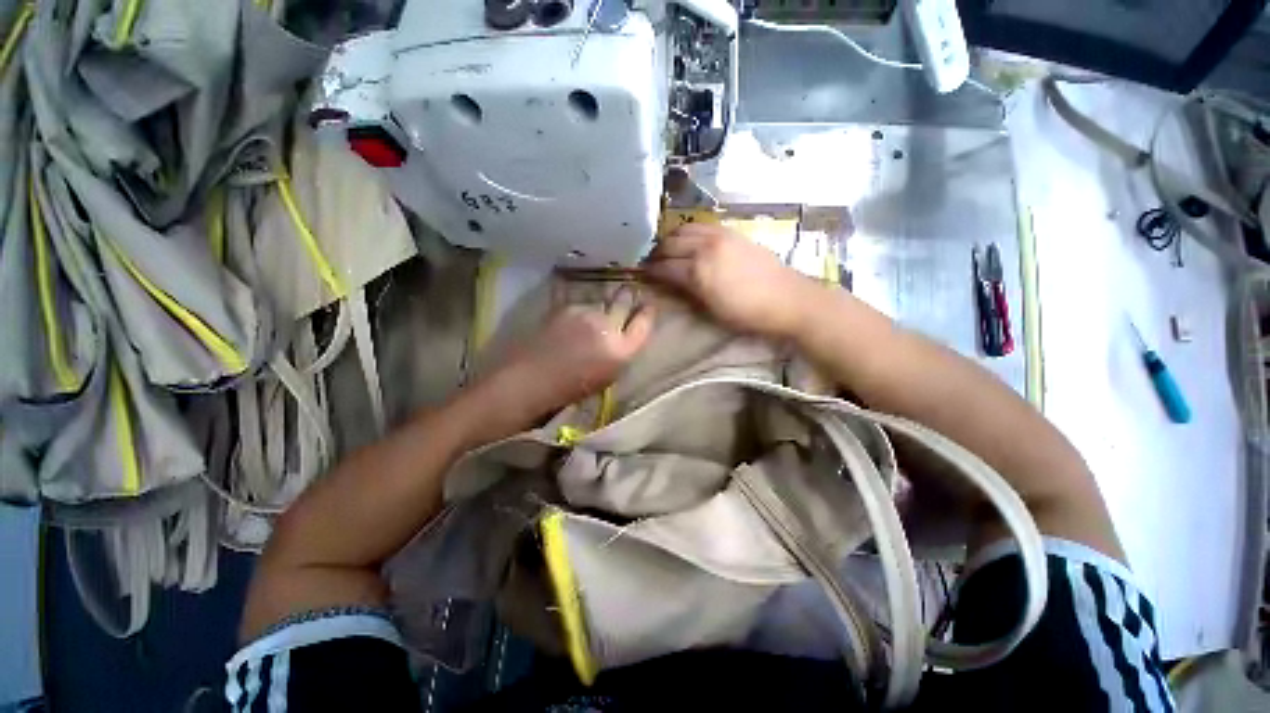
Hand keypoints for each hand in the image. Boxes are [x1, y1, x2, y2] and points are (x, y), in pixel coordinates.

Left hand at [474, 287, 654, 435]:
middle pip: (624, 301)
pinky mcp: (564, 307)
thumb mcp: (606, 377)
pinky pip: (581, 304)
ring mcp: (584, 313)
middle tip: (628, 294)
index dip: (647, 313)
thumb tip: (624, 335)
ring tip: (590, 318)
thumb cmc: (569, 390)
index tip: (648, 306)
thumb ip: (620, 353)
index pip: (644, 323)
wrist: (528, 381)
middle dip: (627, 297)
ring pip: (600, 303)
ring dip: (599, 308)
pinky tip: (572, 322)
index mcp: (620, 351)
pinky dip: (581, 312)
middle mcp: (607, 326)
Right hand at [643, 223, 814, 336]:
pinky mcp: (732, 232)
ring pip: (684, 229)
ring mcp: (720, 236)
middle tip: (652, 263)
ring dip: (672, 239)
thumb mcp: (712, 311)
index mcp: (699, 272)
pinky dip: (689, 232)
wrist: (788, 299)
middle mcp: (705, 248)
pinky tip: (690, 241)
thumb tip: (668, 286)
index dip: (651, 272)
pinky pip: (702, 225)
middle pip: (670, 244)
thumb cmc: (748, 314)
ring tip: (668, 250)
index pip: (665, 267)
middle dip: (657, 254)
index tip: (643, 275)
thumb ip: (687, 294)